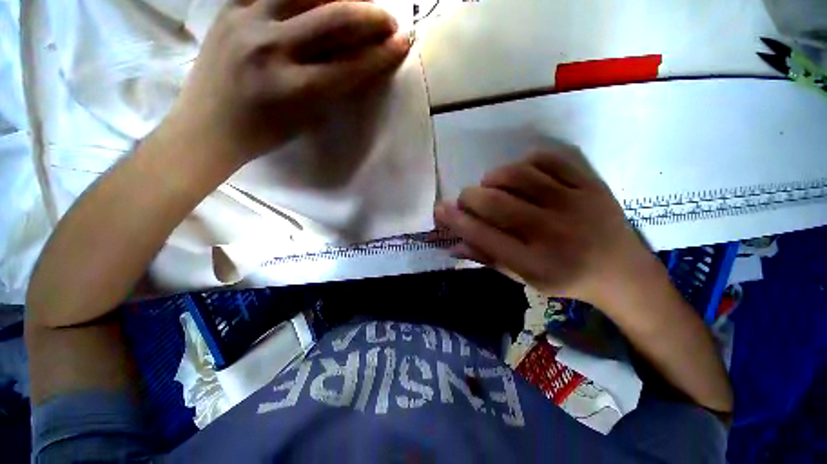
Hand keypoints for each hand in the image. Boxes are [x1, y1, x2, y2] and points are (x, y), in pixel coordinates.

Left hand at [164, 0, 410, 167]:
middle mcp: (272, 48)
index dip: (383, 54)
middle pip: (335, 17)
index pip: (351, 65)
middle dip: (371, 16)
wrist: (207, 126)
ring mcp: (247, 20)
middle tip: (389, 20)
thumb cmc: (263, 134)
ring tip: (357, 2)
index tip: (403, 43)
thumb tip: (356, 61)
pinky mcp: (230, 7)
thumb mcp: (305, 118)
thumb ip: (331, 87)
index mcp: (294, 89)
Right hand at [434, 146, 654, 306]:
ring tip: (490, 186)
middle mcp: (552, 232)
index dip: (456, 220)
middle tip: (466, 199)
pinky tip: (520, 175)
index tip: (439, 208)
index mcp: (534, 263)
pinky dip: (524, 163)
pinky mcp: (591, 184)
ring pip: (518, 176)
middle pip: (496, 203)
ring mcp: (575, 203)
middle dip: (469, 197)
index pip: (483, 236)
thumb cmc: (566, 279)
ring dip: (493, 178)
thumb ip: (487, 258)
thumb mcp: (524, 279)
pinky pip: (548, 160)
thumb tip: (453, 244)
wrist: (623, 273)